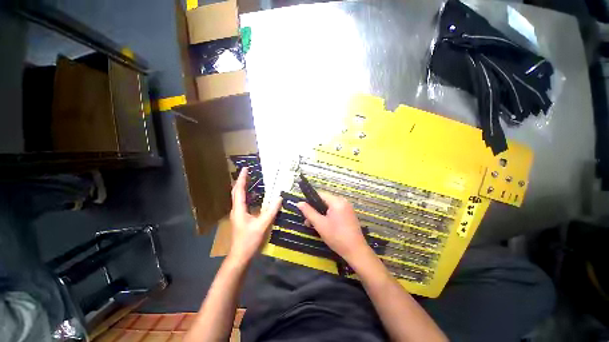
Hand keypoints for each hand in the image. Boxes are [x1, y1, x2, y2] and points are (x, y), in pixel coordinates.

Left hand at [229, 168, 281, 263]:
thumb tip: (279, 197)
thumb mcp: (262, 225)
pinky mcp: (241, 218)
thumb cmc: (249, 241)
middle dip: (241, 181)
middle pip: (236, 192)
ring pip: (238, 197)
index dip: (242, 178)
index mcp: (239, 209)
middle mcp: (236, 210)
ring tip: (250, 180)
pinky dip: (247, 195)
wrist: (240, 256)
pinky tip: (254, 196)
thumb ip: (271, 211)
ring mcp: (238, 214)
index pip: (239, 190)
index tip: (245, 168)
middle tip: (247, 171)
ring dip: (243, 187)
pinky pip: (243, 203)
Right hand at [296, 193, 371, 264]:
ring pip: (329, 207)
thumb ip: (309, 212)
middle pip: (325, 201)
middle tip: (308, 222)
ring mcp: (347, 208)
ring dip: (321, 214)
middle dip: (315, 210)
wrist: (356, 251)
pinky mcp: (349, 215)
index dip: (310, 201)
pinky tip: (324, 226)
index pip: (320, 195)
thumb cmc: (336, 237)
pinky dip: (328, 216)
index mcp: (337, 201)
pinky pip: (336, 211)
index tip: (304, 211)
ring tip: (314, 225)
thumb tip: (299, 203)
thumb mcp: (320, 224)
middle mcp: (343, 201)